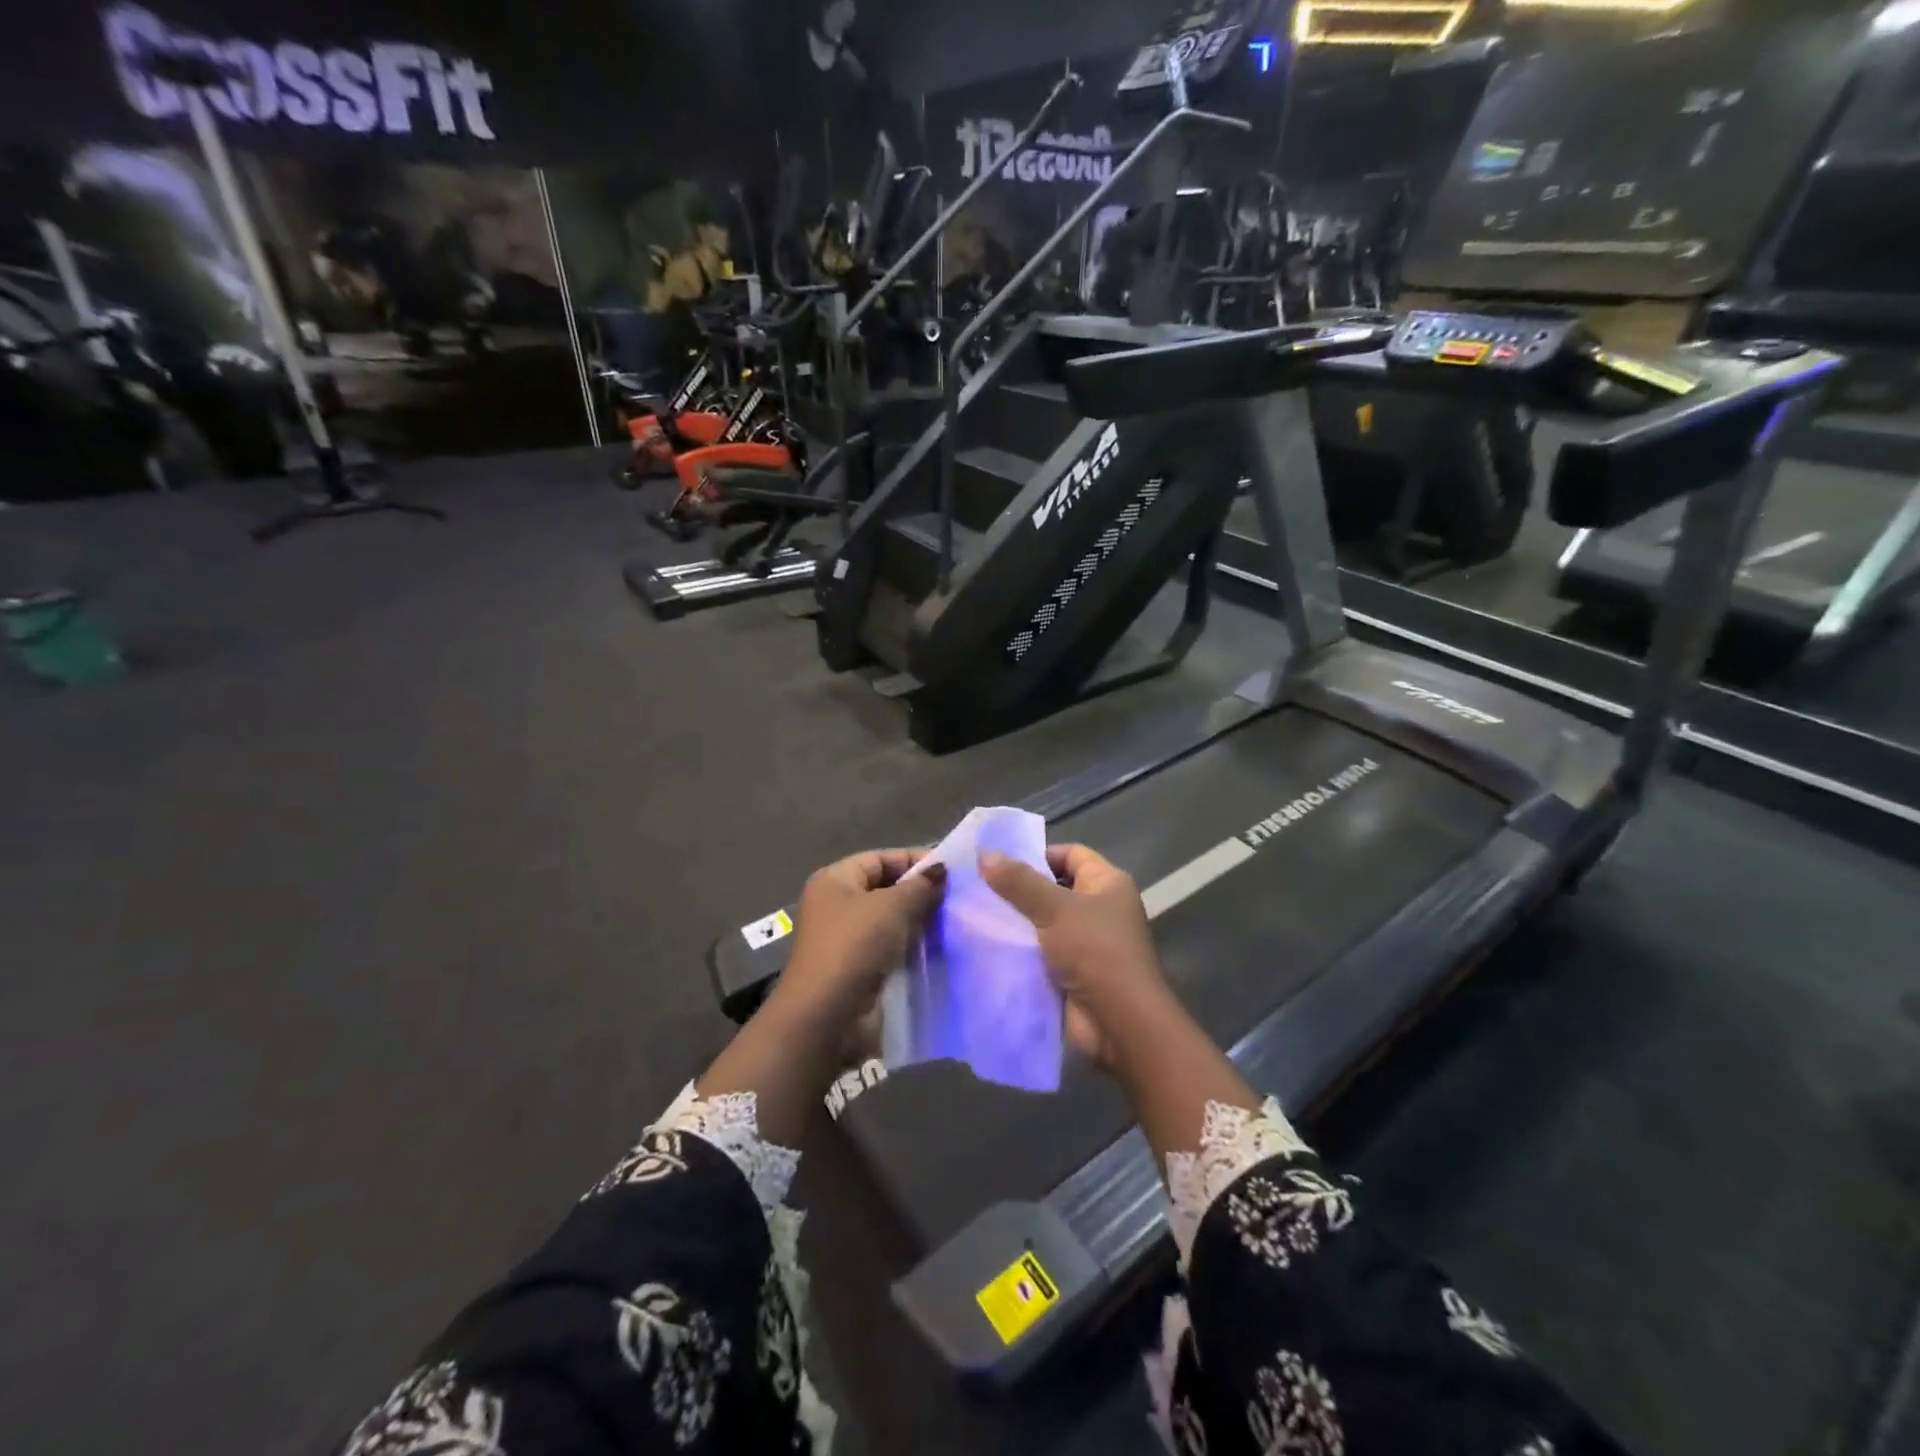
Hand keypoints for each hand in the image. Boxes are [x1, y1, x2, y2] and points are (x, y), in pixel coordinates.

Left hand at [778, 849, 945, 1023]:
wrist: (827, 1015)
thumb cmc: (855, 947)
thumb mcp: (893, 907)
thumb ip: (920, 887)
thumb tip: (941, 871)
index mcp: (834, 880)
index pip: (880, 859)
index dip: (914, 861)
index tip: (951, 871)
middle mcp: (836, 905)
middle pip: (885, 888)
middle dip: (919, 893)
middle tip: (956, 899)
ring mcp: (845, 939)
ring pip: (889, 921)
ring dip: (918, 922)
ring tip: (953, 923)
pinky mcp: (856, 969)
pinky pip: (889, 948)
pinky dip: (910, 947)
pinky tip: (938, 949)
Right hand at [979, 844, 1168, 1068]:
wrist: (1120, 1024)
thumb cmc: (1095, 952)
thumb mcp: (1054, 909)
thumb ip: (1018, 882)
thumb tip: (984, 853)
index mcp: (1108, 883)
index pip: (1071, 855)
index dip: (1038, 855)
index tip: (1000, 864)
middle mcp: (1102, 909)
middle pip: (1056, 889)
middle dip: (1021, 890)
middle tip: (980, 889)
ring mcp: (1089, 943)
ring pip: (1046, 923)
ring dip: (1018, 923)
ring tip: (977, 917)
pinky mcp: (1076, 973)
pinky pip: (1043, 953)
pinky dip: (1022, 951)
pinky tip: (990, 948)